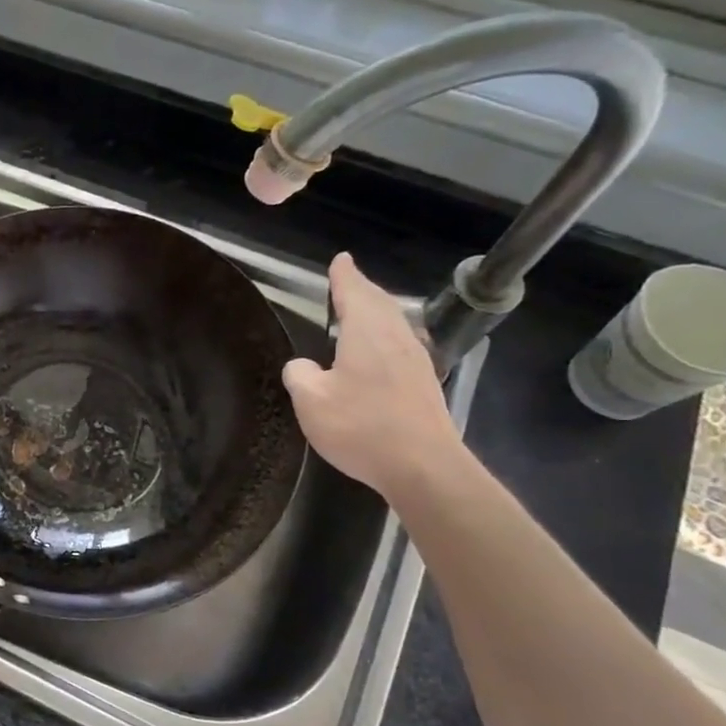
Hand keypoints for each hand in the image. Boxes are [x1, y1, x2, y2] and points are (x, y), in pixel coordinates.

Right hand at [283, 252, 462, 502]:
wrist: (422, 466)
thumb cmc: (361, 427)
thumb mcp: (311, 401)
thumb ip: (301, 376)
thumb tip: (303, 366)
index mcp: (367, 332)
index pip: (355, 292)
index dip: (345, 276)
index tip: (341, 260)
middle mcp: (396, 337)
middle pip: (380, 303)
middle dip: (363, 290)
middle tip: (348, 282)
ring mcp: (416, 360)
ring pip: (394, 323)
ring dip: (376, 313)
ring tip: (361, 312)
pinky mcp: (424, 383)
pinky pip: (400, 345)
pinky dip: (385, 336)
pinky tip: (378, 352)